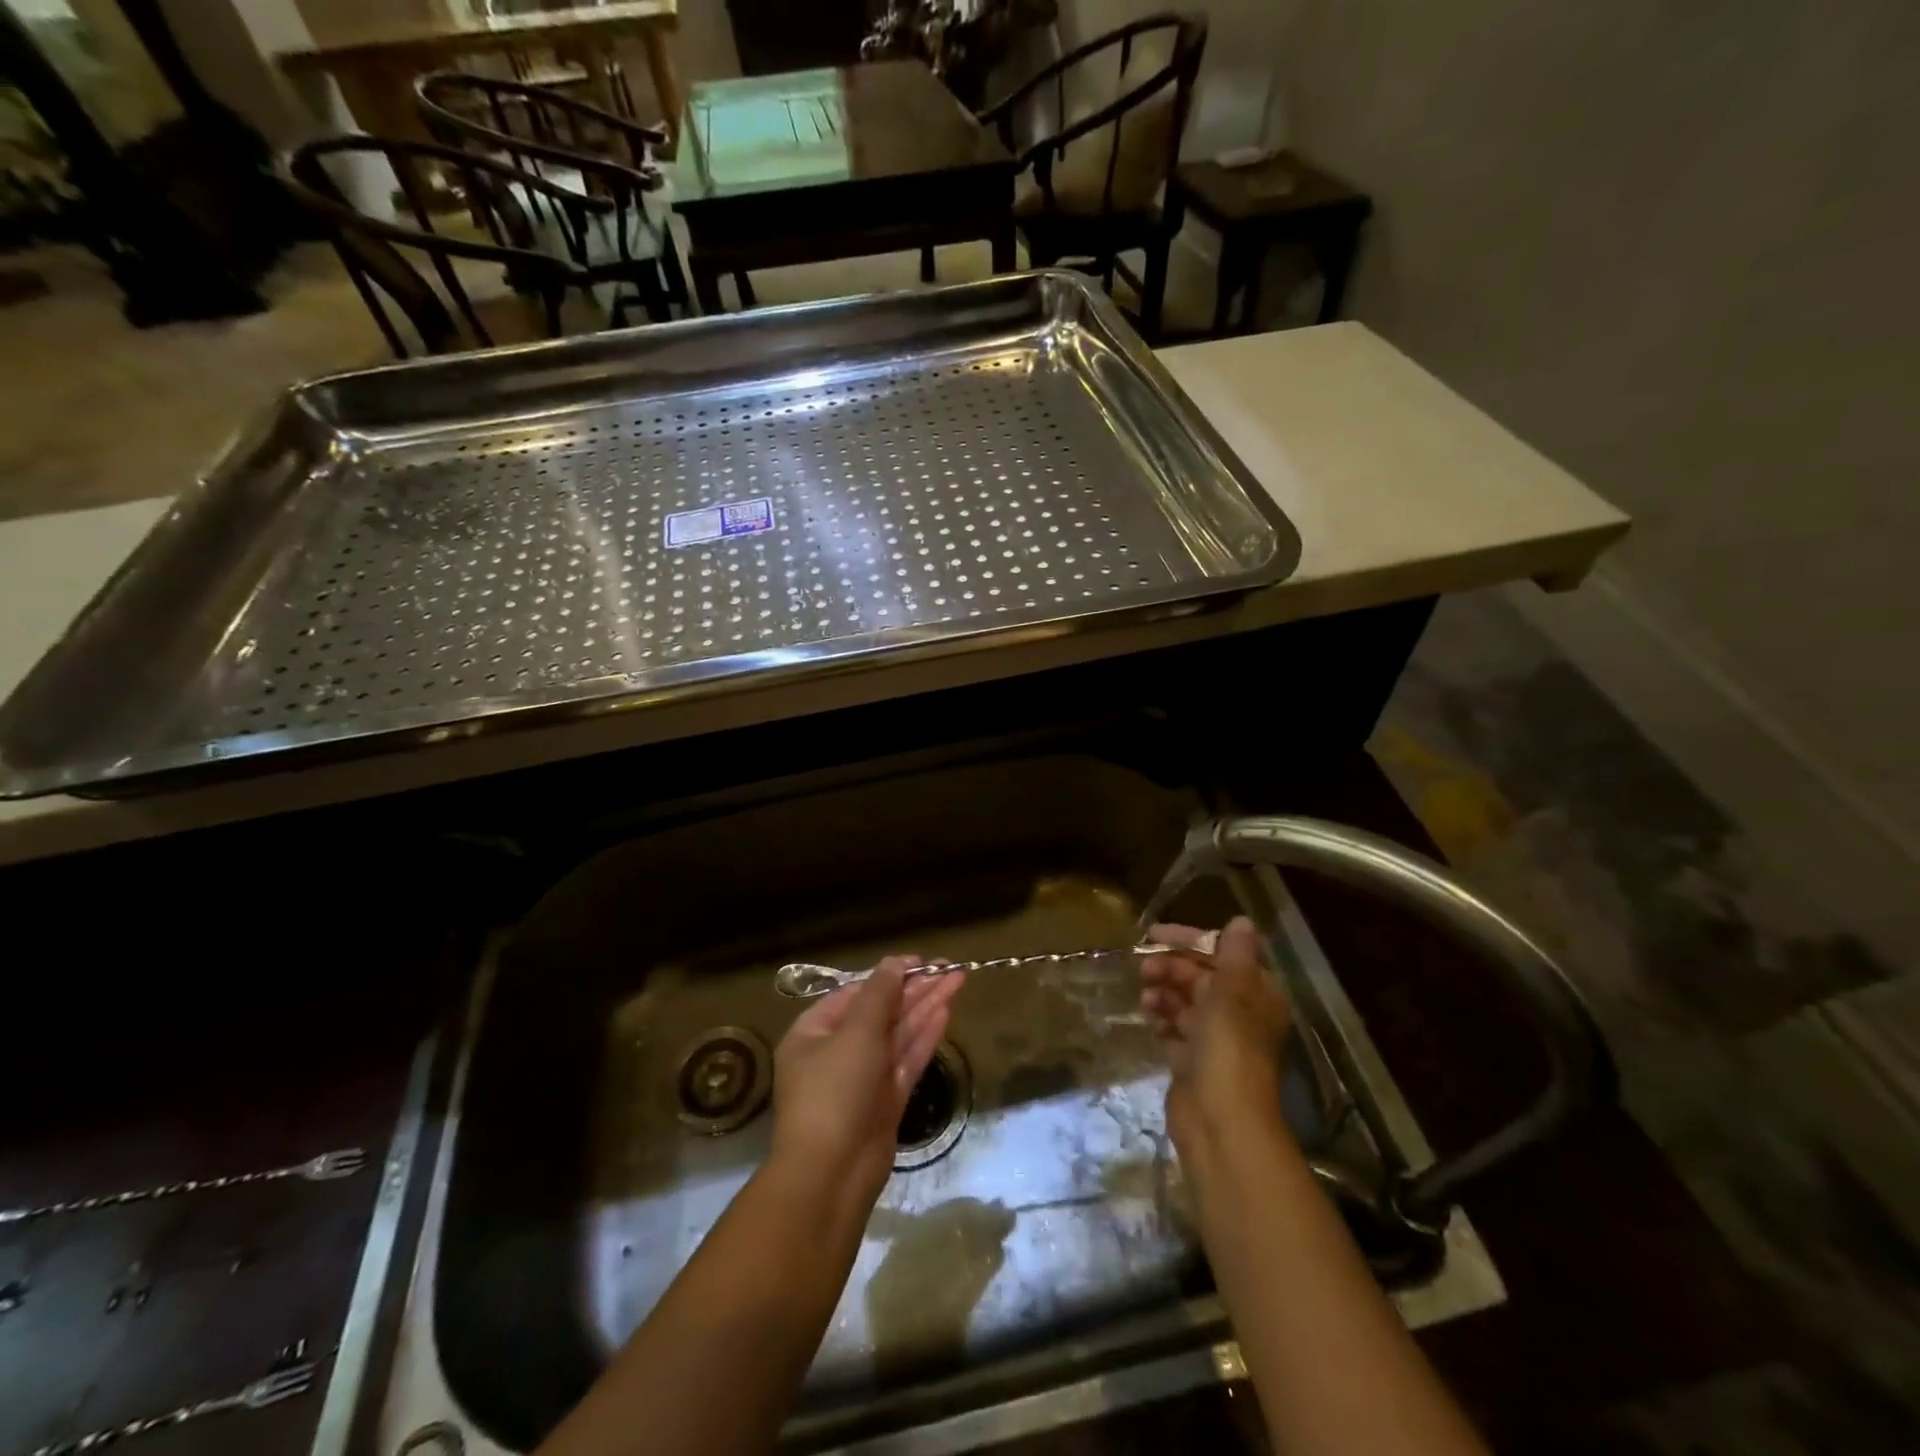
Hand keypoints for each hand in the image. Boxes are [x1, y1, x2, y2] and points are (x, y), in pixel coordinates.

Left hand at [771, 957, 964, 1201]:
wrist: (832, 1174)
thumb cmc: (834, 1091)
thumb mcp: (855, 1033)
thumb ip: (879, 995)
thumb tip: (894, 963)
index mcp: (814, 1033)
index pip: (855, 994)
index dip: (889, 975)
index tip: (921, 961)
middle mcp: (837, 1052)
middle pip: (881, 1012)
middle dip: (914, 990)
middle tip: (949, 968)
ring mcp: (863, 1078)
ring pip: (898, 1034)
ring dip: (925, 1007)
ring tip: (957, 981)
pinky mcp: (885, 1100)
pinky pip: (906, 1060)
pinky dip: (925, 1036)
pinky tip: (946, 1012)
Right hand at [1140, 918, 1291, 1159]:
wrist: (1219, 1122)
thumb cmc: (1228, 1049)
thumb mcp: (1231, 993)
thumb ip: (1234, 955)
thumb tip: (1241, 921)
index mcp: (1255, 994)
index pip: (1221, 953)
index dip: (1189, 940)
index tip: (1153, 933)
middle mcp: (1238, 1015)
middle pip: (1200, 977)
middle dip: (1171, 968)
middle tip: (1143, 969)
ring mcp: (1215, 1041)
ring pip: (1184, 1003)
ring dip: (1163, 993)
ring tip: (1146, 1000)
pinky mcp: (1192, 1063)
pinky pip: (1174, 1031)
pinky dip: (1161, 1021)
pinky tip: (1149, 1020)